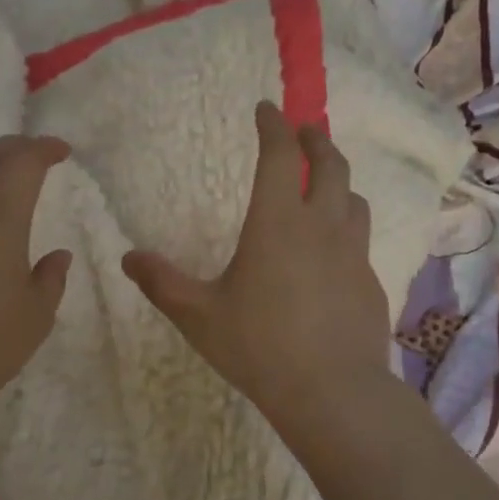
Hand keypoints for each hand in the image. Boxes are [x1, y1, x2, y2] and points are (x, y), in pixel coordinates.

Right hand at [122, 102, 391, 439]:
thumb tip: (129, 258)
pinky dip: (346, 224)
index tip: (266, 109)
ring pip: (353, 198)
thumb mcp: (198, 316)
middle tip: (304, 130)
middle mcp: (321, 226)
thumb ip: (162, 284)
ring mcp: (352, 253)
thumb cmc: (258, 346)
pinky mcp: (369, 282)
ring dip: (338, 180)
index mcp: (277, 222)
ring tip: (325, 182)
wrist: (332, 390)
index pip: (279, 156)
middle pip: (329, 165)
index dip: (273, 126)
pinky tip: (333, 248)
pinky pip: (360, 238)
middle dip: (315, 140)